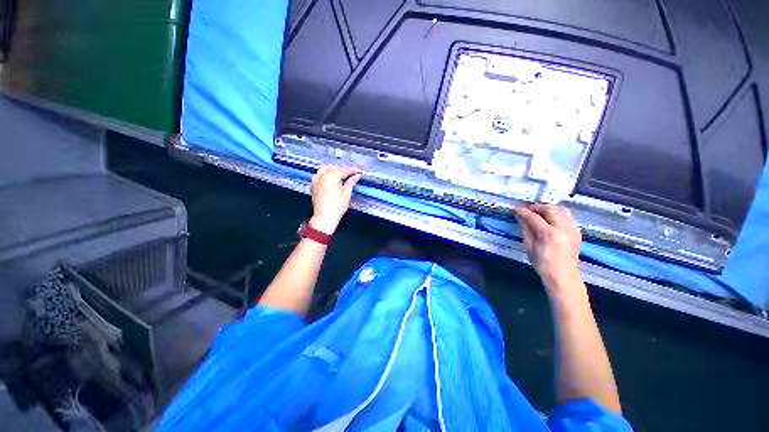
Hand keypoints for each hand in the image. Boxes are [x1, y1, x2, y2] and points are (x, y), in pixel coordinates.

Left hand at [309, 166, 362, 234]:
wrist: (324, 217)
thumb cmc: (336, 207)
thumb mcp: (346, 193)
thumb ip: (351, 182)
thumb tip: (356, 176)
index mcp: (331, 176)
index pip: (344, 170)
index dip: (353, 170)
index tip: (359, 171)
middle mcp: (322, 176)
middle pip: (335, 168)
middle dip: (344, 170)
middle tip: (353, 173)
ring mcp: (316, 180)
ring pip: (326, 170)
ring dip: (335, 170)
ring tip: (343, 175)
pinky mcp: (314, 185)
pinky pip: (320, 175)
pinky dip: (326, 174)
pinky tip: (331, 178)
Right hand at [513, 204, 582, 294]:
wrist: (563, 275)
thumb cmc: (542, 263)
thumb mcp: (529, 246)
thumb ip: (525, 228)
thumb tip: (519, 216)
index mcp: (548, 234)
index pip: (533, 217)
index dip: (522, 211)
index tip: (515, 209)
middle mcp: (563, 228)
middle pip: (549, 209)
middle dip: (536, 207)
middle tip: (527, 210)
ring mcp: (572, 229)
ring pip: (561, 209)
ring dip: (548, 208)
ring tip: (539, 212)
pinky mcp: (577, 231)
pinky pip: (568, 216)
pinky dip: (558, 213)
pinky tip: (550, 219)